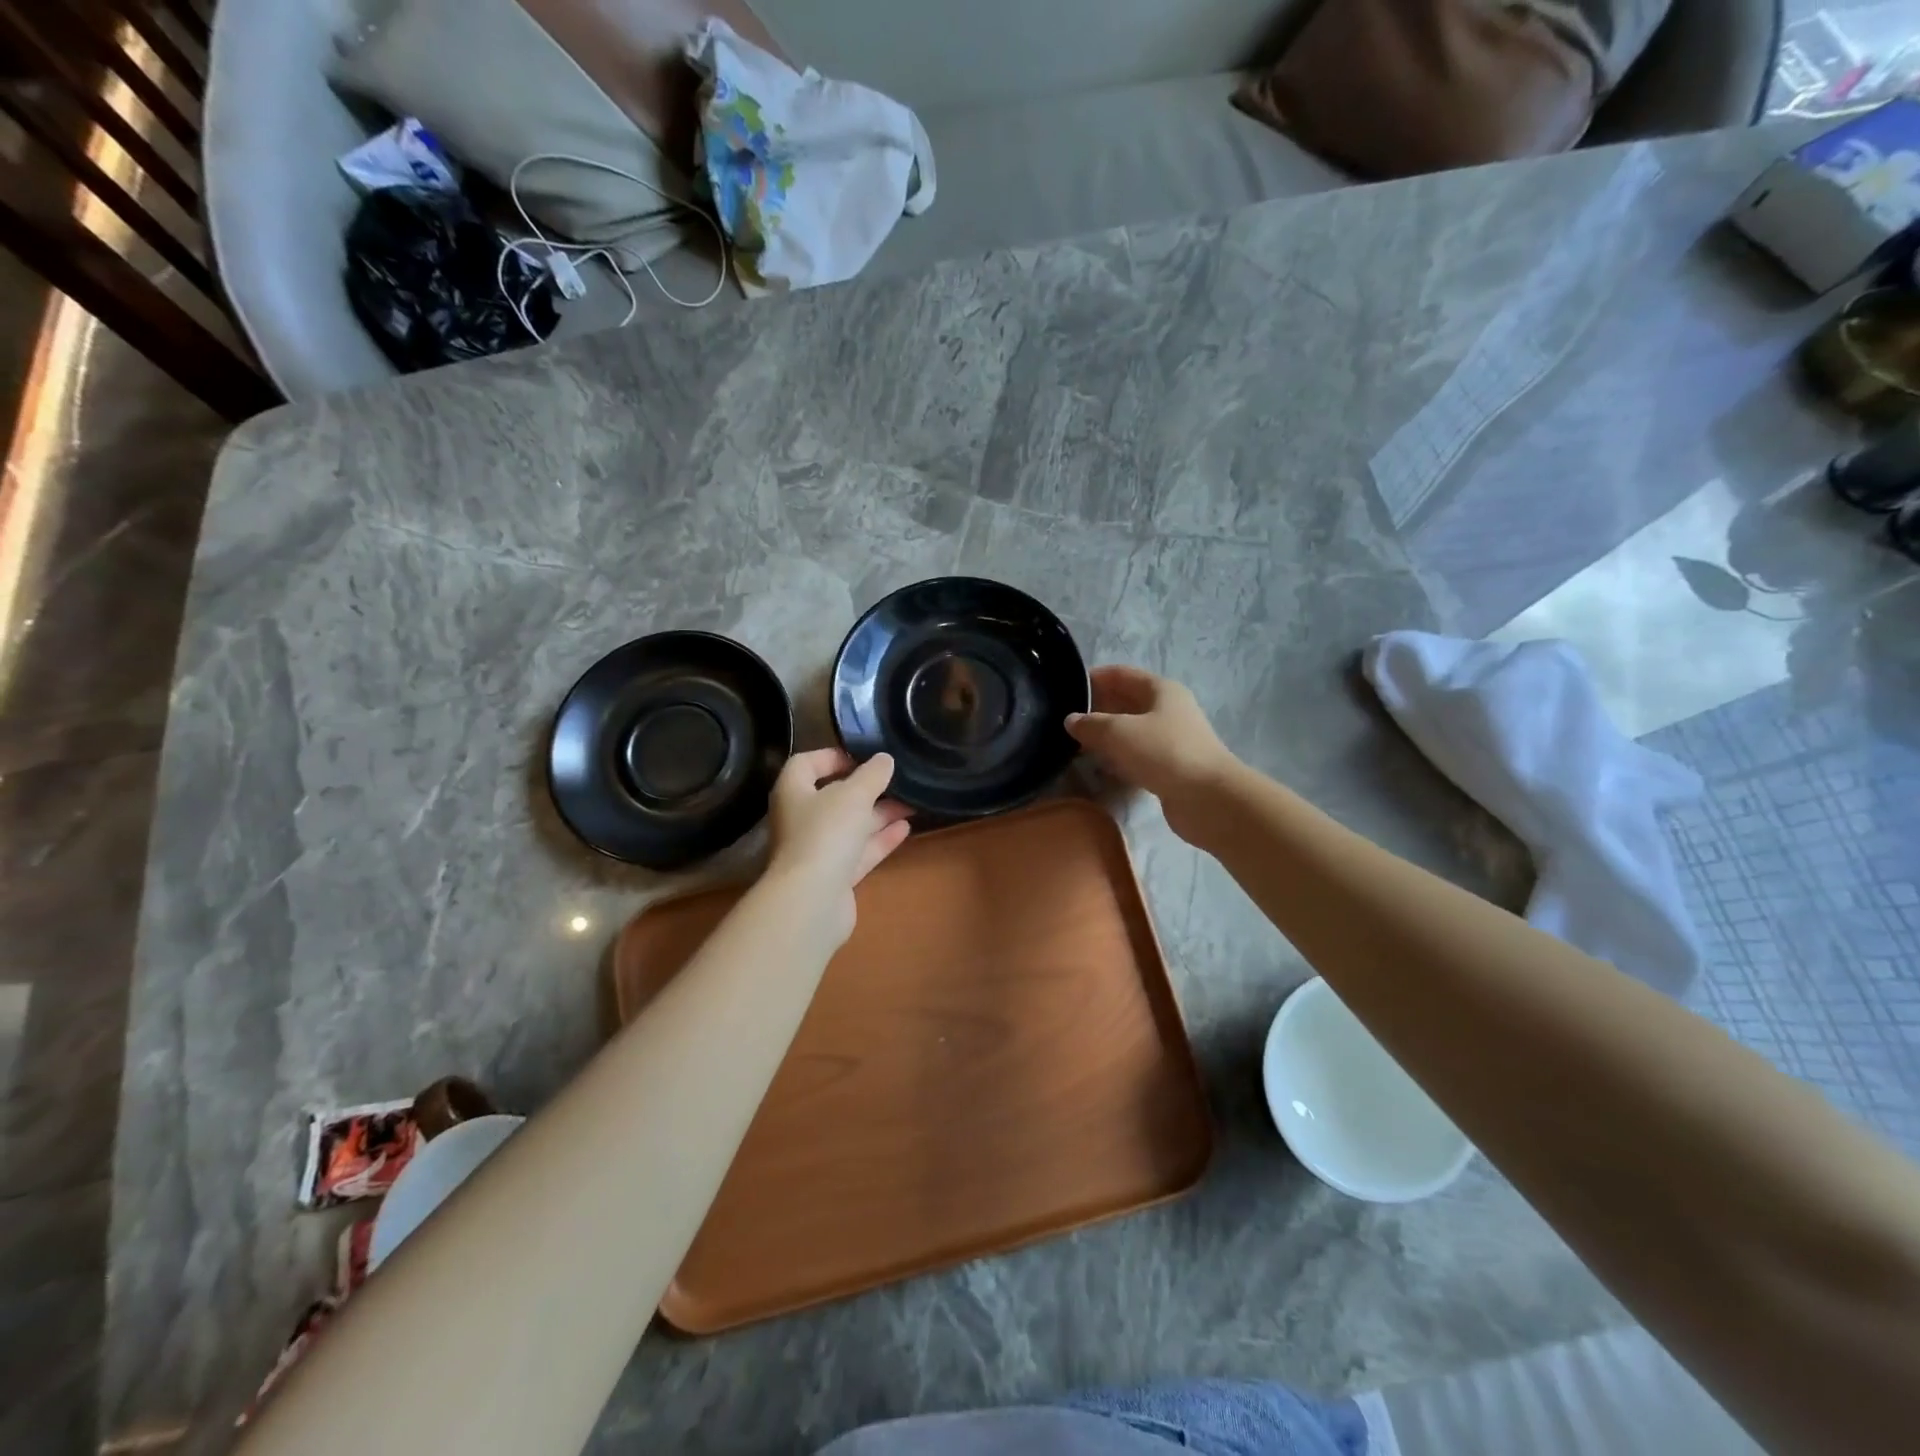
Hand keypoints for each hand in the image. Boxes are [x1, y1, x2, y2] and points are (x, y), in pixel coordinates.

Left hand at [765, 748, 913, 941]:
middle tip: (897, 780)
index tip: (863, 756)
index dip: (832, 756)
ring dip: (879, 813)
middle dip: (866, 788)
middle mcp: (800, 819)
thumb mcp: (854, 795)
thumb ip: (872, 774)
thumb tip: (884, 759)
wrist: (812, 901)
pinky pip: (859, 851)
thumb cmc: (826, 833)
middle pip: (833, 796)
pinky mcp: (834, 876)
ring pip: (850, 826)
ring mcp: (817, 850)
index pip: (806, 764)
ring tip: (912, 802)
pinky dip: (880, 839)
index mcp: (793, 792)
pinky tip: (906, 828)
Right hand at [1065, 667, 1237, 835]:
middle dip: (1098, 707)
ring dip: (1107, 735)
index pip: (1122, 674)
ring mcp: (1172, 740)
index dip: (1095, 678)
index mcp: (1161, 690)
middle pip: (1127, 701)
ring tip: (1076, 743)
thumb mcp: (1119, 732)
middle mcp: (1168, 710)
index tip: (1067, 687)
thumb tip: (1071, 720)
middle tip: (1066, 720)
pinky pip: (1138, 755)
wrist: (1208, 798)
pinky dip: (1119, 757)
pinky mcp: (1170, 767)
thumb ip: (1091, 724)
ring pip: (1131, 730)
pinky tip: (1100, 766)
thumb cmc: (1164, 753)